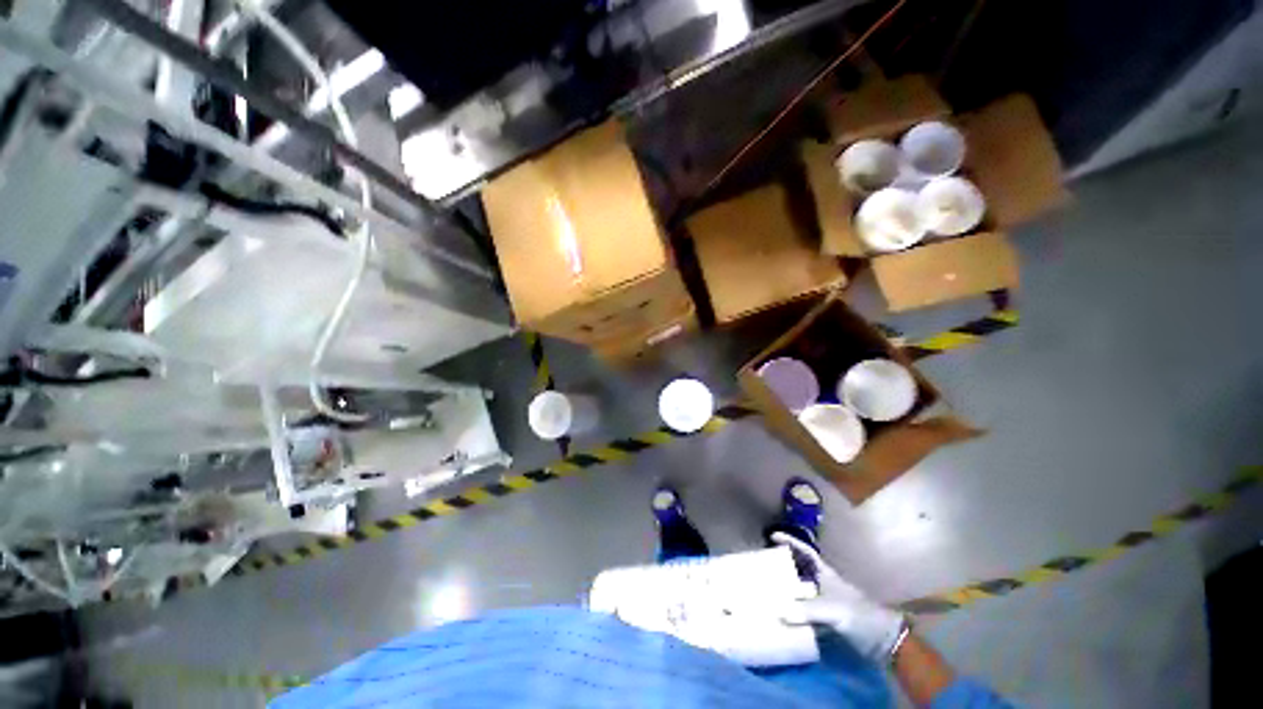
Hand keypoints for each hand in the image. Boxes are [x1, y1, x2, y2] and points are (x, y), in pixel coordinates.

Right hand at [772, 532, 906, 661]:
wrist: (883, 641)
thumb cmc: (861, 617)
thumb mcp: (835, 611)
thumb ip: (809, 610)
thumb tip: (781, 611)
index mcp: (826, 575)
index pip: (805, 552)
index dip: (790, 542)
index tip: (773, 536)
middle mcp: (823, 585)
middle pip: (800, 569)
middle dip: (783, 565)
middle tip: (764, 565)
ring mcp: (825, 602)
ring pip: (800, 589)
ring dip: (786, 588)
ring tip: (768, 589)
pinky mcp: (827, 620)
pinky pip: (804, 610)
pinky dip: (793, 610)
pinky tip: (783, 615)